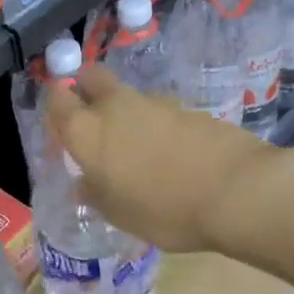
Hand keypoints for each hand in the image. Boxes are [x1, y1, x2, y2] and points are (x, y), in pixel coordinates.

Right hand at [45, 66, 284, 252]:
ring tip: (139, 152)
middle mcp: (116, 107)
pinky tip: (172, 156)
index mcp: (88, 131)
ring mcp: (156, 103)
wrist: (237, 191)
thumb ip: (96, 193)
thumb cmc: (164, 209)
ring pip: (128, 97)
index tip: (61, 129)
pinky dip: (158, 127)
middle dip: (85, 90)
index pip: (57, 101)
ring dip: (126, 114)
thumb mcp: (118, 214)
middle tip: (92, 119)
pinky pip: (161, 113)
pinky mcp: (189, 109)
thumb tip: (85, 182)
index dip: (56, 109)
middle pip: (91, 78)